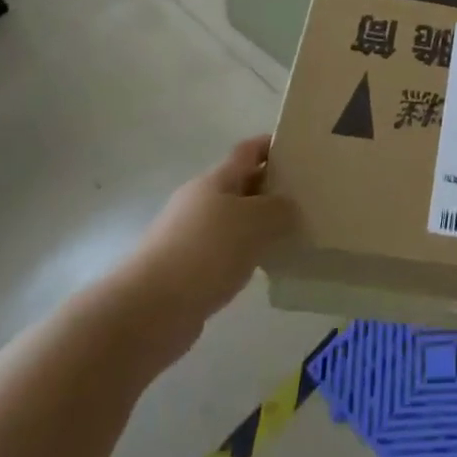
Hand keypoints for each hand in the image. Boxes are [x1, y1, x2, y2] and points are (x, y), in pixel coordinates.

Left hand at [107, 135, 293, 368]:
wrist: (150, 310)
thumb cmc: (207, 251)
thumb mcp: (257, 221)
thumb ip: (280, 209)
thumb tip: (288, 208)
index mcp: (215, 180)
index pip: (247, 151)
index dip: (271, 146)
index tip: (299, 150)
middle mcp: (199, 202)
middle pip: (241, 185)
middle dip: (271, 187)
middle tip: (306, 195)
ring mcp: (189, 237)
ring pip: (234, 221)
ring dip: (260, 224)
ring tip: (294, 232)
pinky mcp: (187, 270)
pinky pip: (226, 252)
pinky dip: (246, 253)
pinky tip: (266, 265)